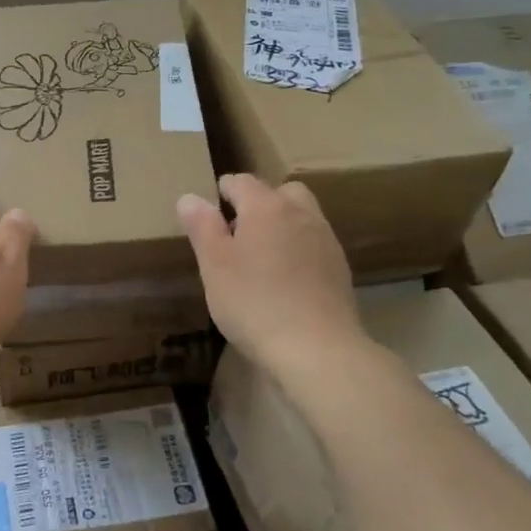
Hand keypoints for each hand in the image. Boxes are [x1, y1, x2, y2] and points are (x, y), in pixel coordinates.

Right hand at [177, 174, 363, 373]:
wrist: (317, 348)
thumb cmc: (254, 302)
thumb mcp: (215, 265)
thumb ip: (202, 227)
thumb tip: (190, 198)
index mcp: (267, 207)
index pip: (242, 182)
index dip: (223, 190)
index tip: (211, 206)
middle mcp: (301, 214)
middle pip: (282, 192)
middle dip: (261, 202)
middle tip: (239, 229)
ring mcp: (326, 241)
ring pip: (303, 217)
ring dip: (283, 225)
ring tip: (262, 255)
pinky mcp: (340, 270)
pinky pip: (315, 245)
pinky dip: (299, 250)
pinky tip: (286, 279)